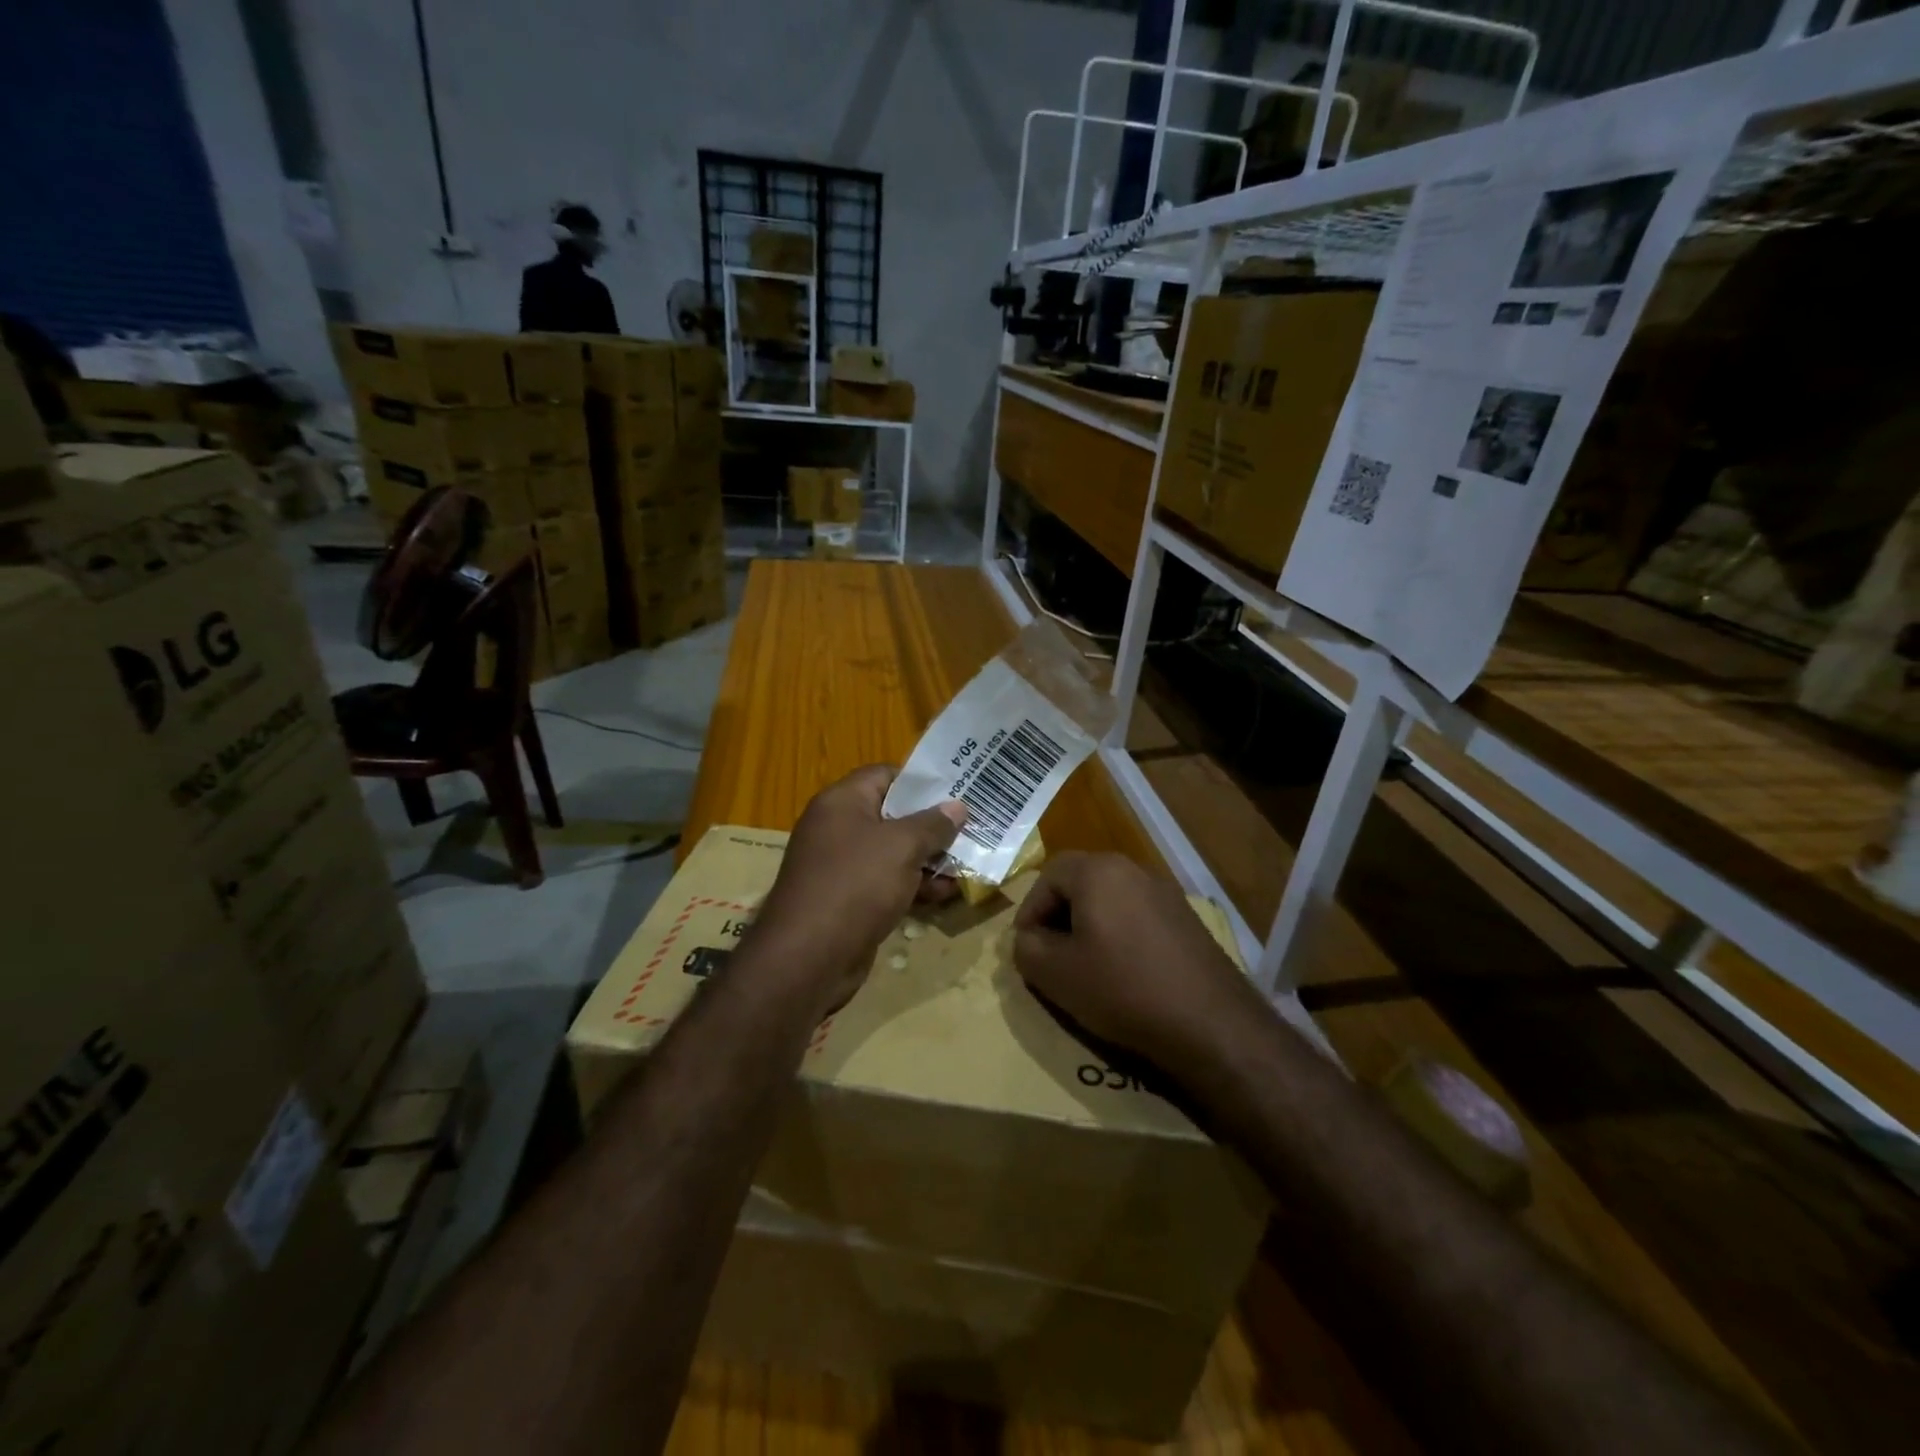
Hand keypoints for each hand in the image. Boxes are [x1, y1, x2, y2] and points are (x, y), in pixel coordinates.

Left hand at [751, 765, 965, 1017]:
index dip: (921, 782)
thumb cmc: (856, 884)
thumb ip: (933, 823)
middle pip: (892, 815)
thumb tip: (957, 806)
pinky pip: (886, 882)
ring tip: (967, 865)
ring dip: (928, 859)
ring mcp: (841, 866)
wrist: (809, 957)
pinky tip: (945, 895)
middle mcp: (838, 828)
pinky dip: (913, 886)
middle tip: (972, 829)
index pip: (885, 775)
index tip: (957, 791)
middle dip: (932, 825)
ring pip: (893, 852)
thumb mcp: (902, 846)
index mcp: (842, 802)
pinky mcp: (848, 900)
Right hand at [1013, 852, 1261, 1081]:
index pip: (1048, 875)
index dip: (1030, 910)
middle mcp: (1133, 870)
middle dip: (1058, 914)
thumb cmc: (1122, 989)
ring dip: (1089, 925)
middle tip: (1050, 952)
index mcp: (1098, 871)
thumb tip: (1028, 939)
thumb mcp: (1055, 974)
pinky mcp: (1186, 919)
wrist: (1210, 1023)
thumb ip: (1026, 948)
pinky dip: (1120, 935)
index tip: (1027, 946)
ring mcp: (1165, 893)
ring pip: (1110, 898)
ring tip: (1084, 965)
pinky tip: (1123, 972)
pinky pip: (1138, 915)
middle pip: (1081, 881)